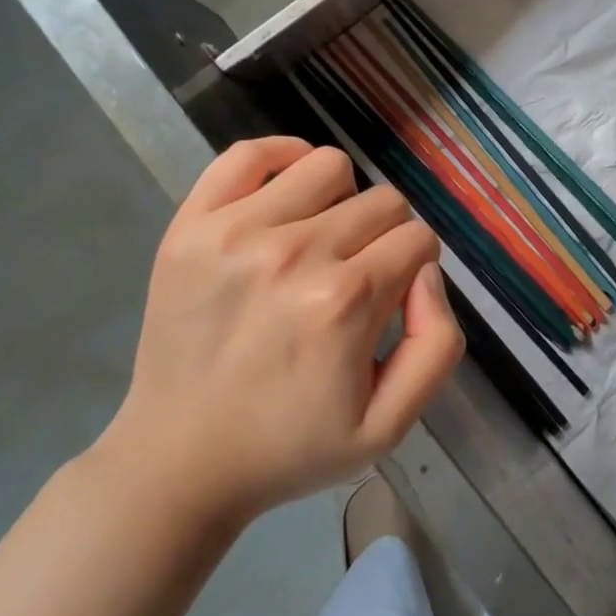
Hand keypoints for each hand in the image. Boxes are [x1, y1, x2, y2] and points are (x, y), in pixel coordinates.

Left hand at [96, 137, 461, 523]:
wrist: (178, 461)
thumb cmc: (290, 445)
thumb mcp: (389, 426)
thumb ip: (437, 344)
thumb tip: (426, 271)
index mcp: (345, 301)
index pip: (417, 239)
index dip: (414, 268)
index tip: (390, 298)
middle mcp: (295, 253)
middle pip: (382, 202)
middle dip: (384, 238)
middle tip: (353, 279)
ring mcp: (237, 231)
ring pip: (329, 166)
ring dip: (341, 199)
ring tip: (320, 239)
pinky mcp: (193, 224)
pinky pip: (249, 154)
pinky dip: (281, 157)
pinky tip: (286, 192)